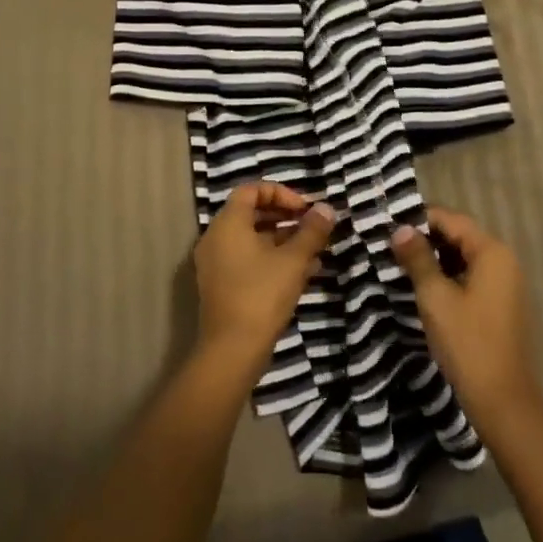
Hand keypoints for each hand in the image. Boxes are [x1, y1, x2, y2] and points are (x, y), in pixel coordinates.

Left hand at [194, 181, 334, 379]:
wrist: (232, 351)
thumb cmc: (262, 295)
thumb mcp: (293, 260)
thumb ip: (311, 231)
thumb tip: (326, 209)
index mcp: (228, 224)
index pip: (251, 190)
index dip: (281, 193)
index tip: (305, 209)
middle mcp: (216, 238)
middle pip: (251, 213)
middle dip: (285, 216)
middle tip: (311, 226)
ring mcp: (216, 263)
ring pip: (252, 239)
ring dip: (283, 240)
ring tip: (314, 250)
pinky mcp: (222, 286)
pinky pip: (248, 260)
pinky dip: (272, 259)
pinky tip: (303, 272)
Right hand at [391, 207, 542, 434]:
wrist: (502, 401)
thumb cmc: (467, 343)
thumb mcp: (435, 297)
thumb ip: (418, 258)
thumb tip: (400, 228)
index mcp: (492, 252)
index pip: (452, 219)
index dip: (419, 218)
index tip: (388, 224)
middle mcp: (504, 261)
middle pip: (460, 236)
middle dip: (426, 238)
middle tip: (390, 244)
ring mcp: (505, 285)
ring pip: (464, 258)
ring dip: (435, 258)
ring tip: (401, 263)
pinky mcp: (501, 305)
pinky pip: (471, 277)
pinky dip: (448, 276)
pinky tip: (424, 287)